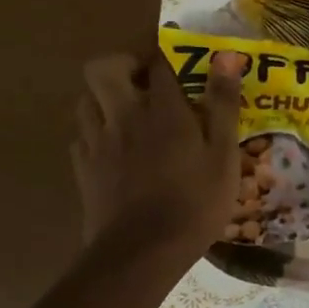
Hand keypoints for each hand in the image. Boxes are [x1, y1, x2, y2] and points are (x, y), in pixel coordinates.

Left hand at [73, 48, 242, 262]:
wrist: (143, 251)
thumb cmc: (195, 203)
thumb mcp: (224, 155)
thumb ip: (223, 105)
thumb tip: (226, 56)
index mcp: (163, 110)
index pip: (158, 64)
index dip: (168, 58)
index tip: (181, 66)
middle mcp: (124, 116)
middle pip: (103, 69)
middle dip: (122, 65)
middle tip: (145, 81)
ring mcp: (97, 142)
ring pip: (86, 99)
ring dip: (105, 97)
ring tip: (128, 113)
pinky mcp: (83, 168)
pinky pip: (82, 135)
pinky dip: (96, 132)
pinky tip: (114, 149)